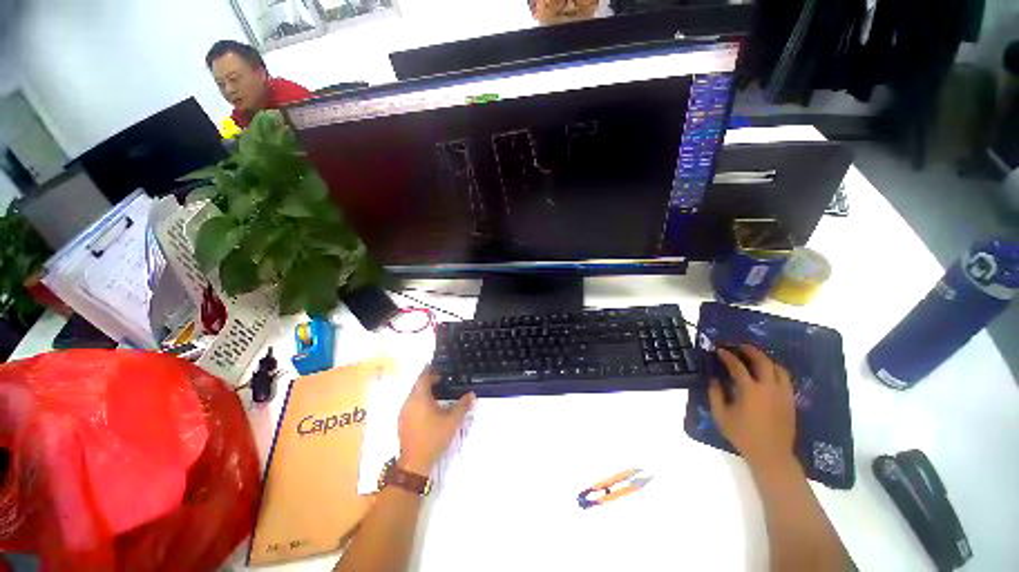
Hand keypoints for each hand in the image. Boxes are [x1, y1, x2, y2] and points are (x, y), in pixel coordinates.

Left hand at [397, 371, 475, 474]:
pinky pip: (412, 405)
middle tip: (443, 378)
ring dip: (425, 391)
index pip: (423, 377)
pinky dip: (421, 401)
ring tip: (439, 391)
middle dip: (429, 380)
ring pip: (414, 396)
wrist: (414, 464)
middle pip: (418, 385)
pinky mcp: (403, 422)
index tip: (439, 365)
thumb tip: (472, 394)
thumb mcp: (452, 421)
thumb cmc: (434, 438)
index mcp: (419, 398)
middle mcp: (408, 402)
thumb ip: (463, 406)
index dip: (431, 370)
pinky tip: (431, 408)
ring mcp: (404, 413)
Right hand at [708, 344, 795, 469]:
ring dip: (765, 359)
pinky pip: (785, 378)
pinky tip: (768, 373)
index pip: (738, 366)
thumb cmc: (743, 435)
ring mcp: (783, 393)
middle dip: (750, 350)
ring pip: (778, 368)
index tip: (719, 350)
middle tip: (739, 346)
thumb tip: (714, 379)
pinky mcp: (790, 400)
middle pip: (762, 361)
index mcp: (750, 390)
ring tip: (755, 357)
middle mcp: (769, 387)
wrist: (771, 455)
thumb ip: (715, 394)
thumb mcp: (721, 415)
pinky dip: (775, 370)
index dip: (727, 356)